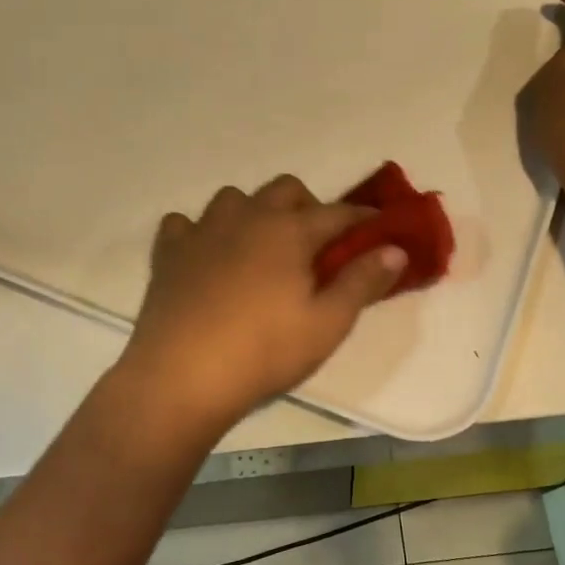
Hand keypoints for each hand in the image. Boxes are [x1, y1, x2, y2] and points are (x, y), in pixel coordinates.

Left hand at [117, 175, 407, 429]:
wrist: (182, 376)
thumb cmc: (264, 351)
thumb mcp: (327, 323)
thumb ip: (362, 282)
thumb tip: (395, 249)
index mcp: (290, 231)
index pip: (338, 213)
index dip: (363, 217)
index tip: (379, 225)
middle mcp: (247, 217)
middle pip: (285, 189)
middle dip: (308, 206)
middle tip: (315, 244)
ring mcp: (203, 230)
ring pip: (234, 198)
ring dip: (254, 212)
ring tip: (260, 247)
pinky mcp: (169, 252)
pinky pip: (184, 223)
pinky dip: (200, 231)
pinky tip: (206, 255)